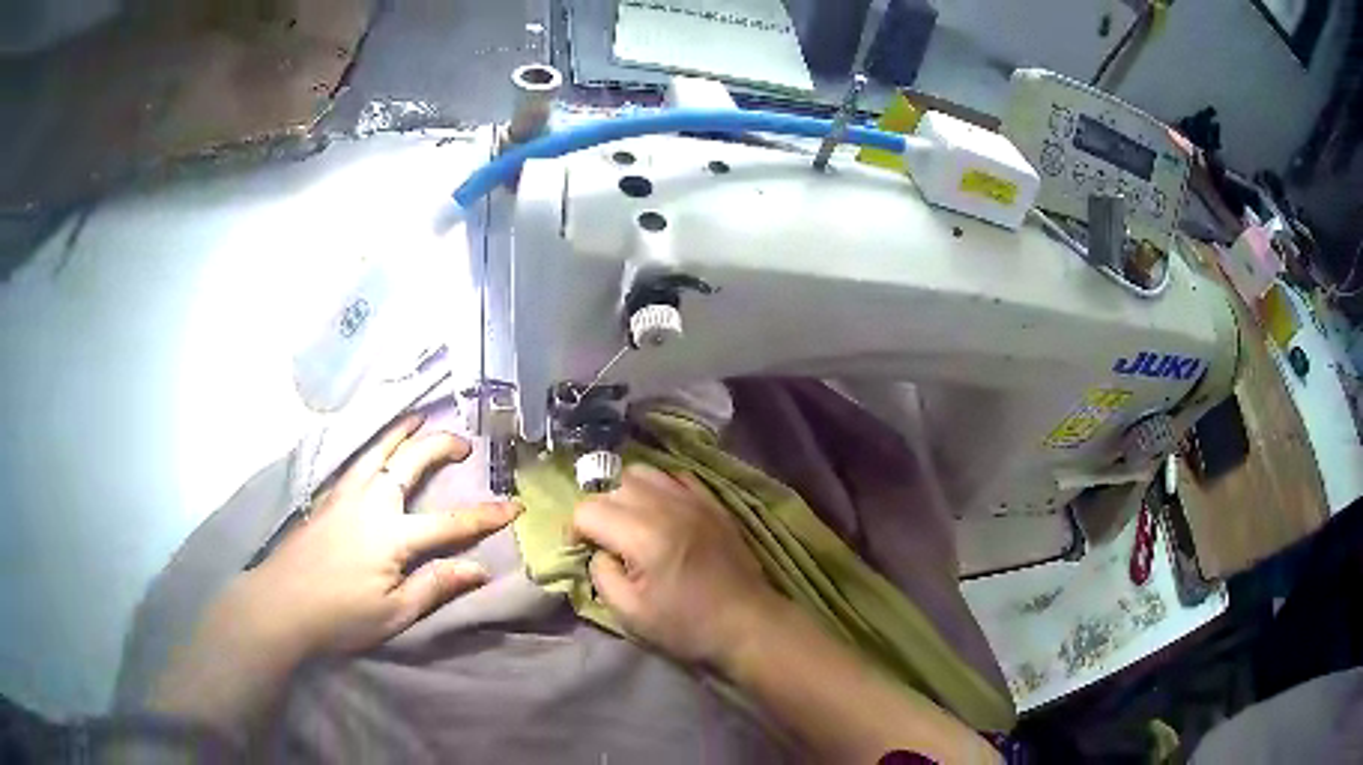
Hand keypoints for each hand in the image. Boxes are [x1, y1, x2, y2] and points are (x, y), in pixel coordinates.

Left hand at [233, 414, 520, 656]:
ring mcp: (345, 496)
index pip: (450, 521)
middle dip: (440, 446)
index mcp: (392, 535)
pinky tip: (375, 450)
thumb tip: (478, 569)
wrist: (280, 604)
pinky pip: (357, 460)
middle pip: (410, 463)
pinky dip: (374, 446)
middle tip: (463, 441)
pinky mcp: (326, 499)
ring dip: (402, 433)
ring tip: (418, 418)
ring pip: (378, 451)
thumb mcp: (394, 612)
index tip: (514, 505)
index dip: (485, 515)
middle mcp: (371, 503)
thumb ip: (435, 585)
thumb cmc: (340, 615)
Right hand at [571, 464, 781, 666]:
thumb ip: (602, 575)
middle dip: (597, 510)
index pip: (589, 509)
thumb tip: (597, 551)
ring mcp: (693, 499)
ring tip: (627, 522)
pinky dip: (657, 486)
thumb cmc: (687, 625)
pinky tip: (658, 511)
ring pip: (642, 472)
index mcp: (644, 536)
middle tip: (602, 540)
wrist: (747, 622)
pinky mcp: (711, 502)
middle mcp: (667, 506)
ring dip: (624, 493)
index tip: (580, 551)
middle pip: (612, 485)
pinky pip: (674, 475)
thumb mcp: (631, 614)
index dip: (574, 530)